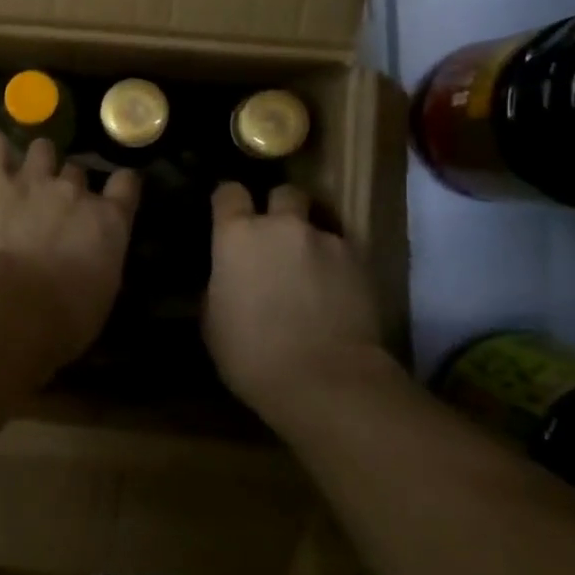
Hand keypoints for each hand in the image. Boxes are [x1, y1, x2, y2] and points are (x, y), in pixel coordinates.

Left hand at [0, 131, 141, 366]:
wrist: (12, 307)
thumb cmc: (63, 318)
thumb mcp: (100, 294)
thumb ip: (99, 262)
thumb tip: (91, 261)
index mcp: (109, 221)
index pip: (126, 184)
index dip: (119, 185)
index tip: (113, 191)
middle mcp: (75, 191)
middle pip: (76, 171)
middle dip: (67, 183)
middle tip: (52, 205)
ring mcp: (33, 179)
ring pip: (41, 149)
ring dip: (35, 161)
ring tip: (22, 176)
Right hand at [205, 183, 393, 430]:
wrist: (325, 381)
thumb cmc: (252, 355)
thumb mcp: (213, 321)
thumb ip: (219, 284)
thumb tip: (226, 277)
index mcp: (237, 236)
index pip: (229, 192)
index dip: (228, 202)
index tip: (228, 217)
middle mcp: (282, 226)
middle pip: (283, 193)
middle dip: (279, 209)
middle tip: (275, 238)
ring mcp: (326, 241)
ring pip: (317, 225)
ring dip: (310, 242)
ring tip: (310, 274)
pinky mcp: (361, 262)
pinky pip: (343, 253)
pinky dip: (336, 267)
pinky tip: (335, 295)